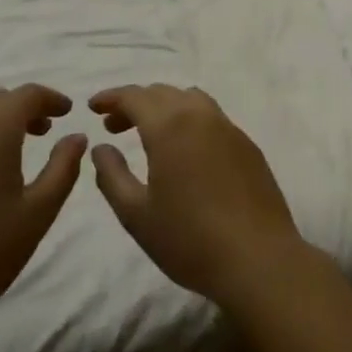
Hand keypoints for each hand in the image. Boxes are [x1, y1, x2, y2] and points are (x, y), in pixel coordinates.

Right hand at [89, 84, 305, 305]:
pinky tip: (185, 151)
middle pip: (162, 93)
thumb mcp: (136, 214)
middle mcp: (201, 115)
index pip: (135, 96)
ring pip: (190, 99)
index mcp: (170, 125)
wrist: (258, 258)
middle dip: (135, 103)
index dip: (111, 97)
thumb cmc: (189, 239)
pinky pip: (212, 117)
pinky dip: (190, 120)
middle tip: (114, 126)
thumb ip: (112, 175)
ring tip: (149, 135)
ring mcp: (229, 128)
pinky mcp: (248, 145)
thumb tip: (102, 147)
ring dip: (165, 107)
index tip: (93, 107)